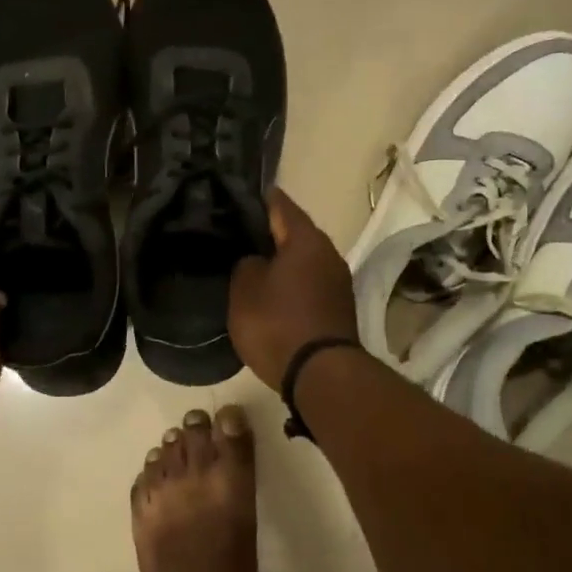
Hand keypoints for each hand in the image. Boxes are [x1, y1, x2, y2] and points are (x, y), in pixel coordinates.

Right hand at [228, 188, 358, 389]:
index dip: (255, 198)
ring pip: (302, 260)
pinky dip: (290, 284)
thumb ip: (246, 264)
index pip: (279, 204)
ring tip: (250, 265)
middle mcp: (328, 253)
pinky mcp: (337, 308)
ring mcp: (337, 282)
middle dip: (267, 233)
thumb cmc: (278, 324)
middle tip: (235, 234)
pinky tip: (270, 293)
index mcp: (306, 239)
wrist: (320, 375)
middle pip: (293, 233)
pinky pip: (308, 285)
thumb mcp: (245, 290)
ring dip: (280, 262)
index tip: (234, 196)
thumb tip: (256, 261)